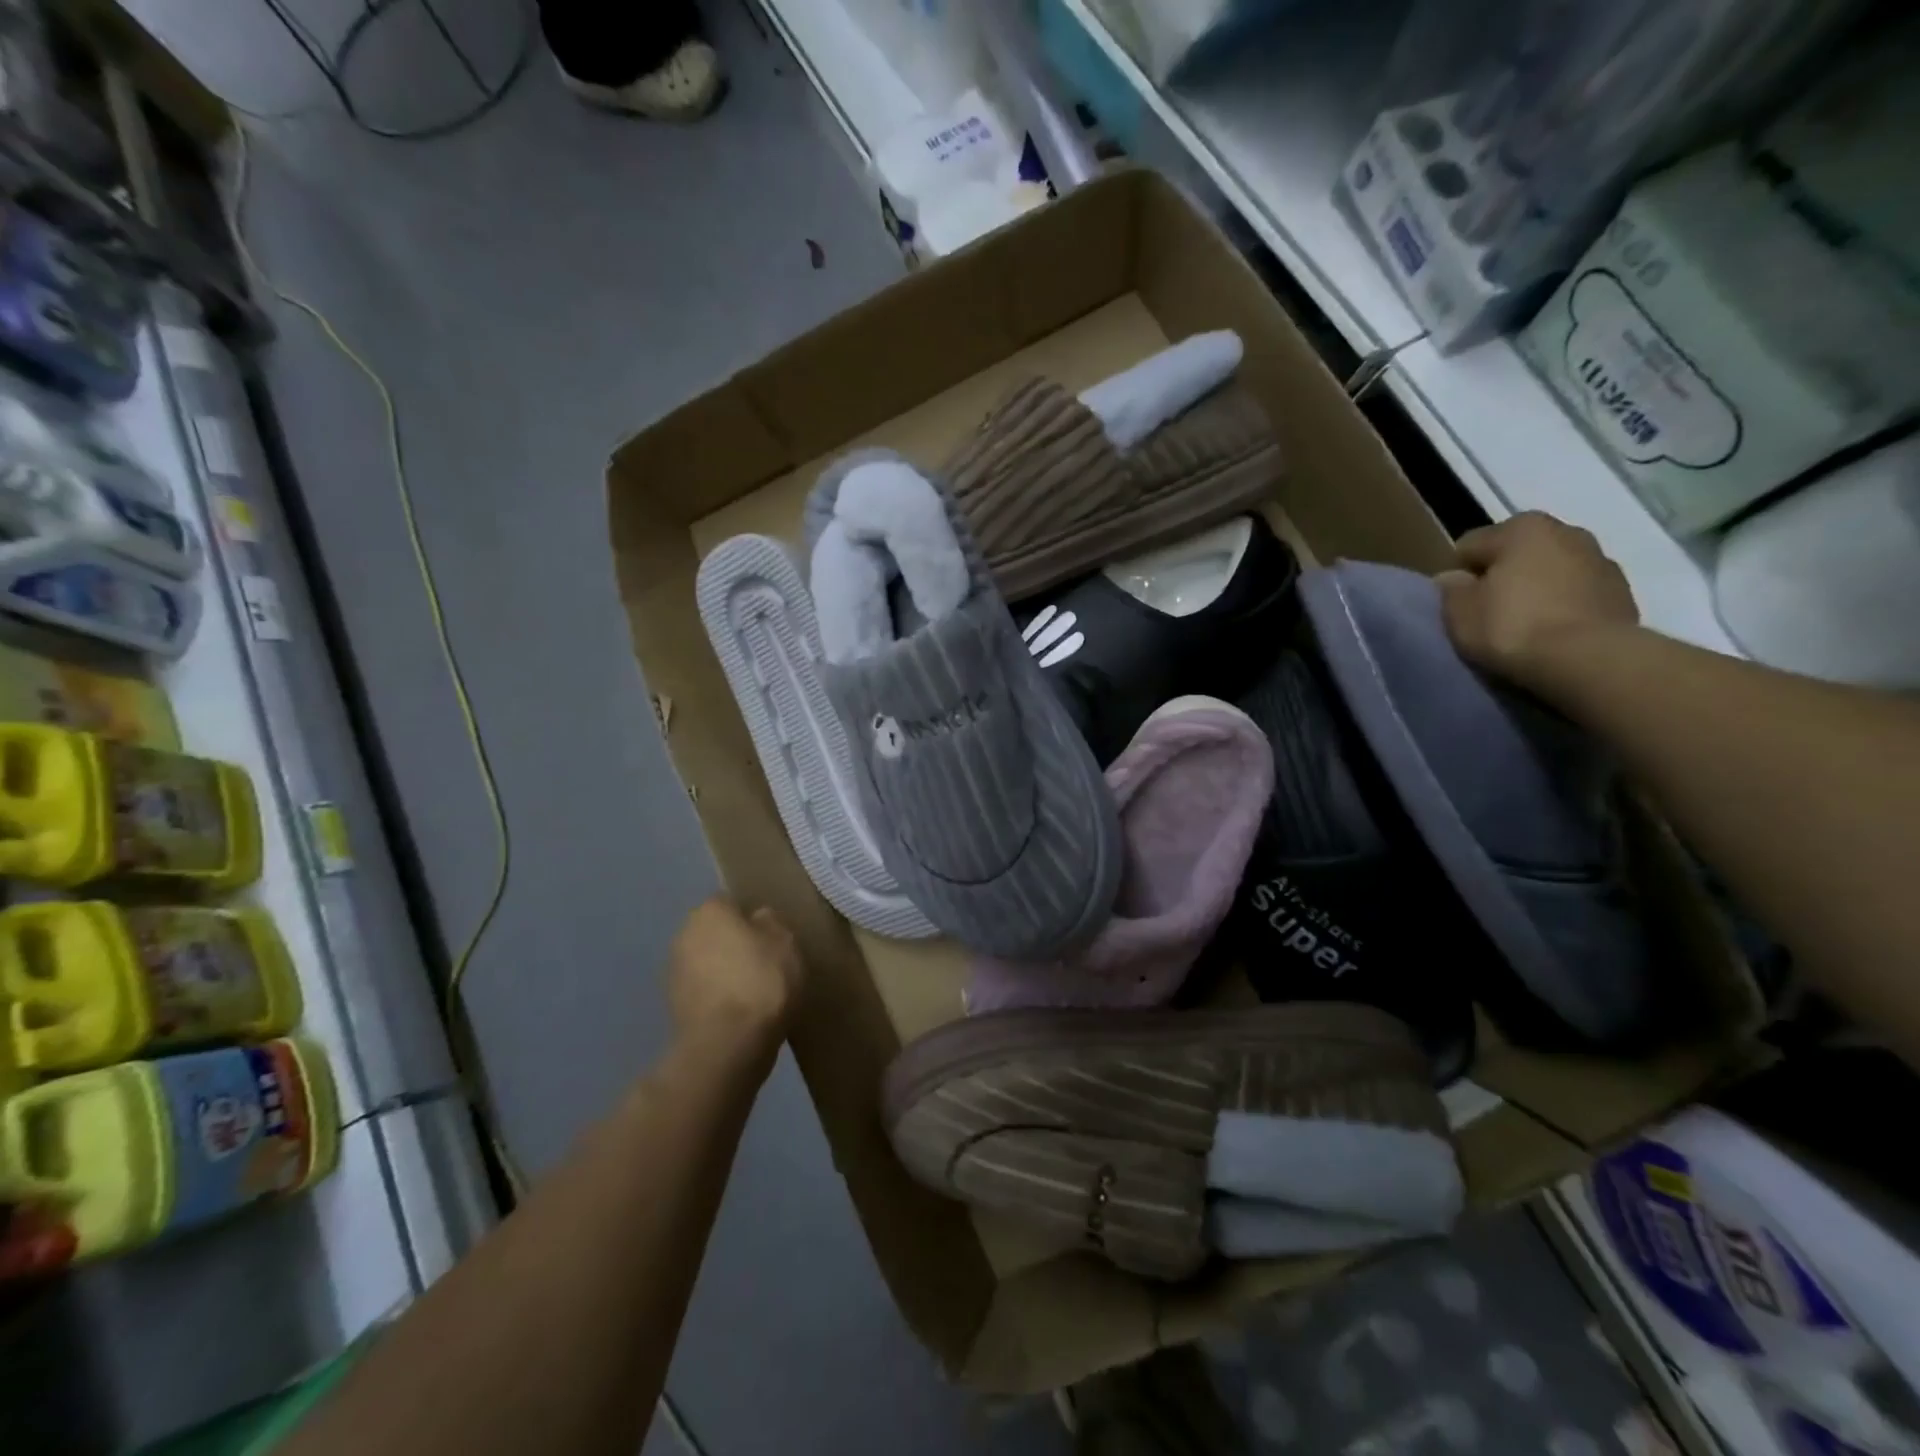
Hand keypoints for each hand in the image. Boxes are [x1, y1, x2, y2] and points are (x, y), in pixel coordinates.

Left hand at [666, 899, 804, 1066]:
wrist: (726, 1045)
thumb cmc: (760, 981)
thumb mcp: (785, 942)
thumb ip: (771, 923)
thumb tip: (758, 918)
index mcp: (709, 911)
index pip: (731, 903)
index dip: (752, 918)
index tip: (772, 937)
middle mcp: (684, 934)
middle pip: (715, 933)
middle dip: (734, 944)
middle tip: (765, 963)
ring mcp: (674, 973)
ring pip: (707, 963)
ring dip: (724, 972)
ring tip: (754, 992)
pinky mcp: (673, 1008)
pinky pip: (703, 992)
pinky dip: (718, 998)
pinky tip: (740, 1013)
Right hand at [1438, 512, 1638, 688]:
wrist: (1589, 659)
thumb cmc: (1512, 627)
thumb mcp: (1460, 613)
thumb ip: (1451, 589)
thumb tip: (1453, 578)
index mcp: (1521, 528)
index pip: (1470, 546)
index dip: (1458, 575)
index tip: (1457, 603)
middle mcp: (1565, 531)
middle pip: (1517, 553)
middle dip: (1502, 576)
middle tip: (1489, 612)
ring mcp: (1601, 559)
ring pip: (1551, 570)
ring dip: (1536, 588)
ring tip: (1524, 624)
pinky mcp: (1622, 591)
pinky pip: (1577, 593)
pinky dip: (1563, 605)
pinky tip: (1553, 632)